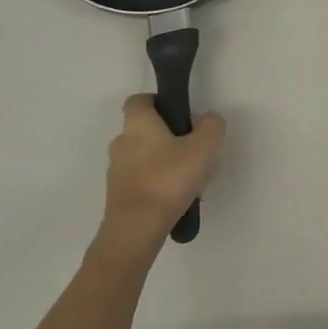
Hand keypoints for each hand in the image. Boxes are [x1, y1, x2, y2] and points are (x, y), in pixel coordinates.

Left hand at [95, 95, 226, 263]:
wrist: (136, 228)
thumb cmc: (168, 179)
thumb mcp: (203, 148)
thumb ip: (211, 127)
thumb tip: (208, 119)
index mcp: (138, 123)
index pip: (140, 100)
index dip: (159, 102)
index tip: (179, 115)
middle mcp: (121, 142)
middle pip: (145, 130)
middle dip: (168, 137)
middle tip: (193, 151)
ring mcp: (116, 170)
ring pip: (144, 157)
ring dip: (164, 163)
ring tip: (190, 181)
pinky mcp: (118, 195)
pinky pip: (141, 180)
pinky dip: (157, 184)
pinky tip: (177, 200)